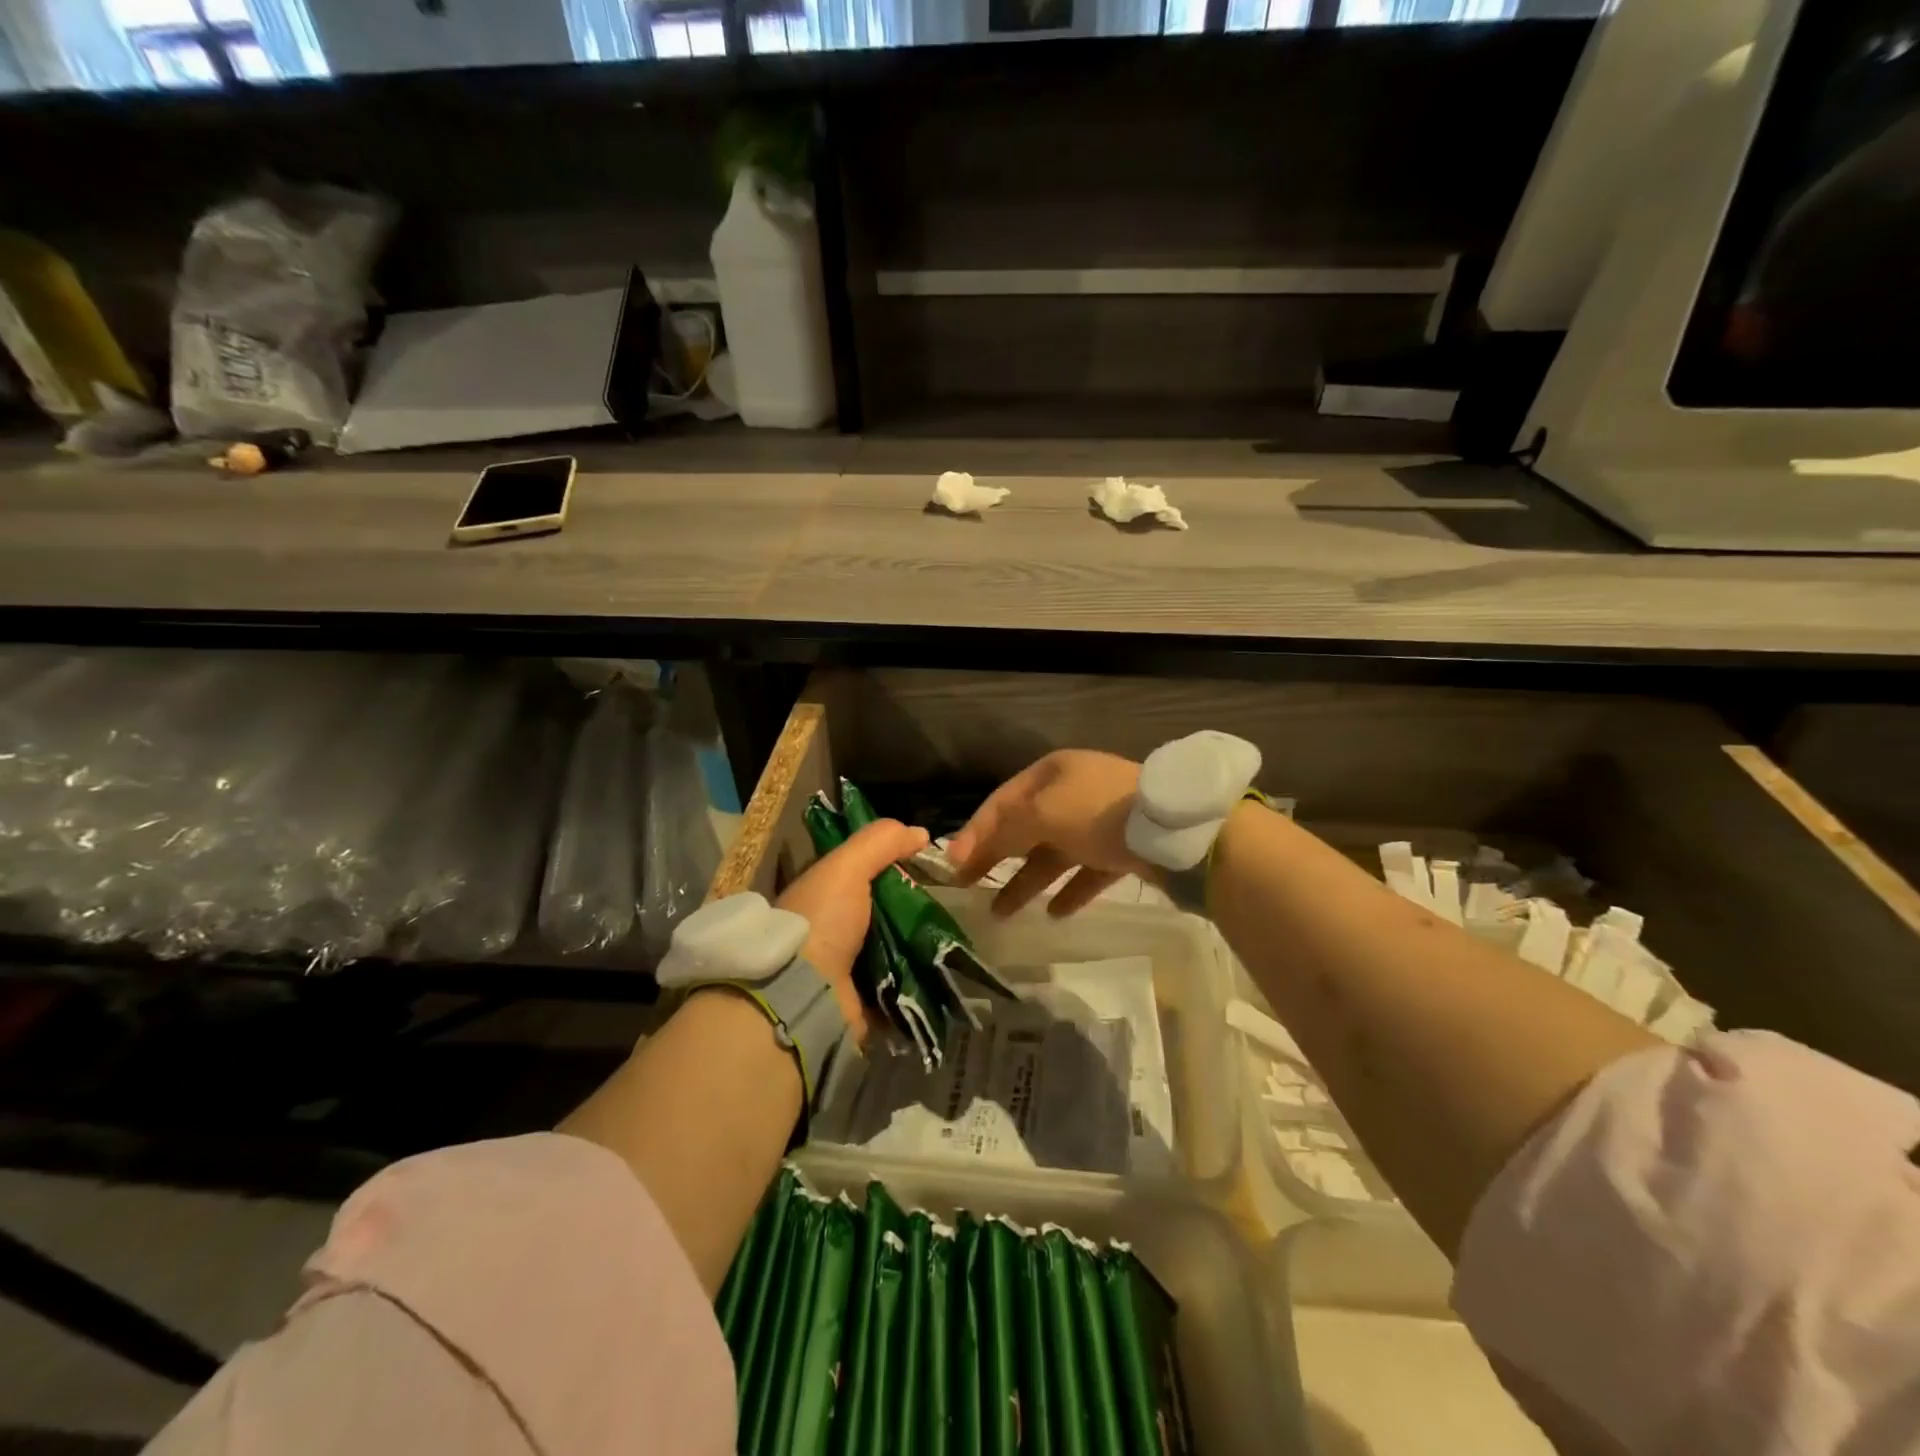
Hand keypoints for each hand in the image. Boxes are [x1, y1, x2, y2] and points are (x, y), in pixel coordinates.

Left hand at [775, 817, 929, 1043]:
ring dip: (917, 940)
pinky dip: (917, 975)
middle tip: (944, 899)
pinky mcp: (863, 999)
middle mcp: (830, 928)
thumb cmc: (822, 921)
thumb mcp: (847, 867)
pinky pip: (898, 982)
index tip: (924, 860)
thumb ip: (880, 842)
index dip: (891, 862)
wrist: (806, 993)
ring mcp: (845, 966)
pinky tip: (942, 963)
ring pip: (892, 944)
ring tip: (949, 932)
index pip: (859, 870)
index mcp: (820, 894)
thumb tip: (921, 832)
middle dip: (910, 904)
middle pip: (881, 908)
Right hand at [947, 749, 1150, 916]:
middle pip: (1025, 827)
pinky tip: (1054, 913)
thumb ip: (1004, 829)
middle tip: (968, 886)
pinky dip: (1069, 890)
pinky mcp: (1123, 848)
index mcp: (1052, 773)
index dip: (975, 831)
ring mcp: (1100, 821)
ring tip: (1001, 913)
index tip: (953, 864)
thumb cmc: (1097, 813)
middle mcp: (1073, 793)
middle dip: (996, 857)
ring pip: (1053, 853)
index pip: (1001, 801)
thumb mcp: (1043, 814)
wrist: (1175, 831)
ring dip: (1026, 881)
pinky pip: (1087, 872)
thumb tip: (969, 846)